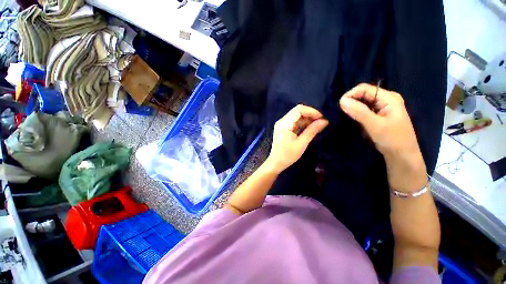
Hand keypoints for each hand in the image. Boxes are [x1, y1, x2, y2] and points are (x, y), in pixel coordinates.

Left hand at [265, 104, 328, 173]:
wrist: (276, 163)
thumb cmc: (288, 155)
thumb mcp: (301, 143)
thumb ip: (312, 130)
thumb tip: (324, 121)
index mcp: (284, 124)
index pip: (298, 110)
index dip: (311, 111)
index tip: (322, 117)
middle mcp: (282, 121)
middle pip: (297, 112)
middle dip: (310, 115)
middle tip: (322, 121)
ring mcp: (282, 124)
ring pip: (296, 117)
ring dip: (307, 119)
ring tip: (318, 125)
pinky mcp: (283, 128)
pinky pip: (294, 122)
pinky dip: (303, 124)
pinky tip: (310, 128)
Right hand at [339, 83, 420, 158]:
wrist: (401, 155)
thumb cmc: (392, 139)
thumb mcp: (375, 125)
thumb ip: (359, 112)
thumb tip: (342, 101)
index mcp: (389, 98)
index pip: (365, 89)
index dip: (350, 95)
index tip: (339, 106)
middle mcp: (385, 99)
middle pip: (363, 94)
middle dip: (350, 101)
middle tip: (340, 112)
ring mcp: (381, 107)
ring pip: (362, 102)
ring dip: (352, 107)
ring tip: (343, 115)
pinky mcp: (377, 115)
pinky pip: (363, 109)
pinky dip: (355, 112)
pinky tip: (350, 118)